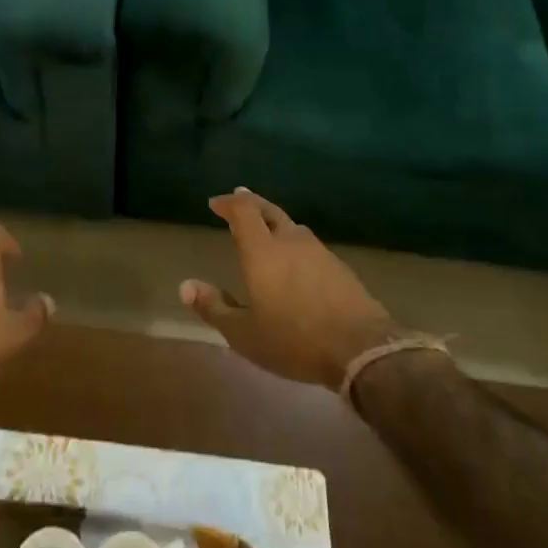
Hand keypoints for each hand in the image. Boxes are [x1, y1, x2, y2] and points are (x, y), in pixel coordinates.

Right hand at [182, 189, 401, 387]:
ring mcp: (320, 252)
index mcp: (262, 251)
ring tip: (267, 229)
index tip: (215, 203)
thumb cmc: (293, 339)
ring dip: (276, 223)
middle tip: (240, 198)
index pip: (244, 211)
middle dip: (252, 202)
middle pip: (270, 211)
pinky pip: (310, 246)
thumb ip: (214, 307)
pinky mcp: (340, 268)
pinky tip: (297, 260)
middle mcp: (290, 242)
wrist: (362, 349)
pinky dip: (295, 244)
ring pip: (293, 227)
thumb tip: (185, 286)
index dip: (229, 203)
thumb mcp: (244, 333)